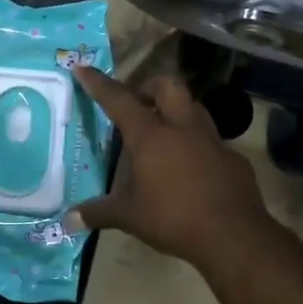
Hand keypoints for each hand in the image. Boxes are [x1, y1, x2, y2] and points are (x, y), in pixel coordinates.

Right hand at [67, 66, 274, 267]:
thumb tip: (68, 220)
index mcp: (151, 136)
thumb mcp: (129, 217)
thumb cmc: (173, 218)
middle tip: (137, 104)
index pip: (119, 100)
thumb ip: (98, 213)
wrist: (233, 235)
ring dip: (177, 112)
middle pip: (167, 86)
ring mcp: (213, 141)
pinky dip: (198, 146)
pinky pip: (212, 141)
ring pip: (194, 109)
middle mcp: (182, 128)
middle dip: (149, 87)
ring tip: (164, 133)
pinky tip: (192, 168)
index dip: (99, 83)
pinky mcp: (233, 158)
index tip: (83, 68)